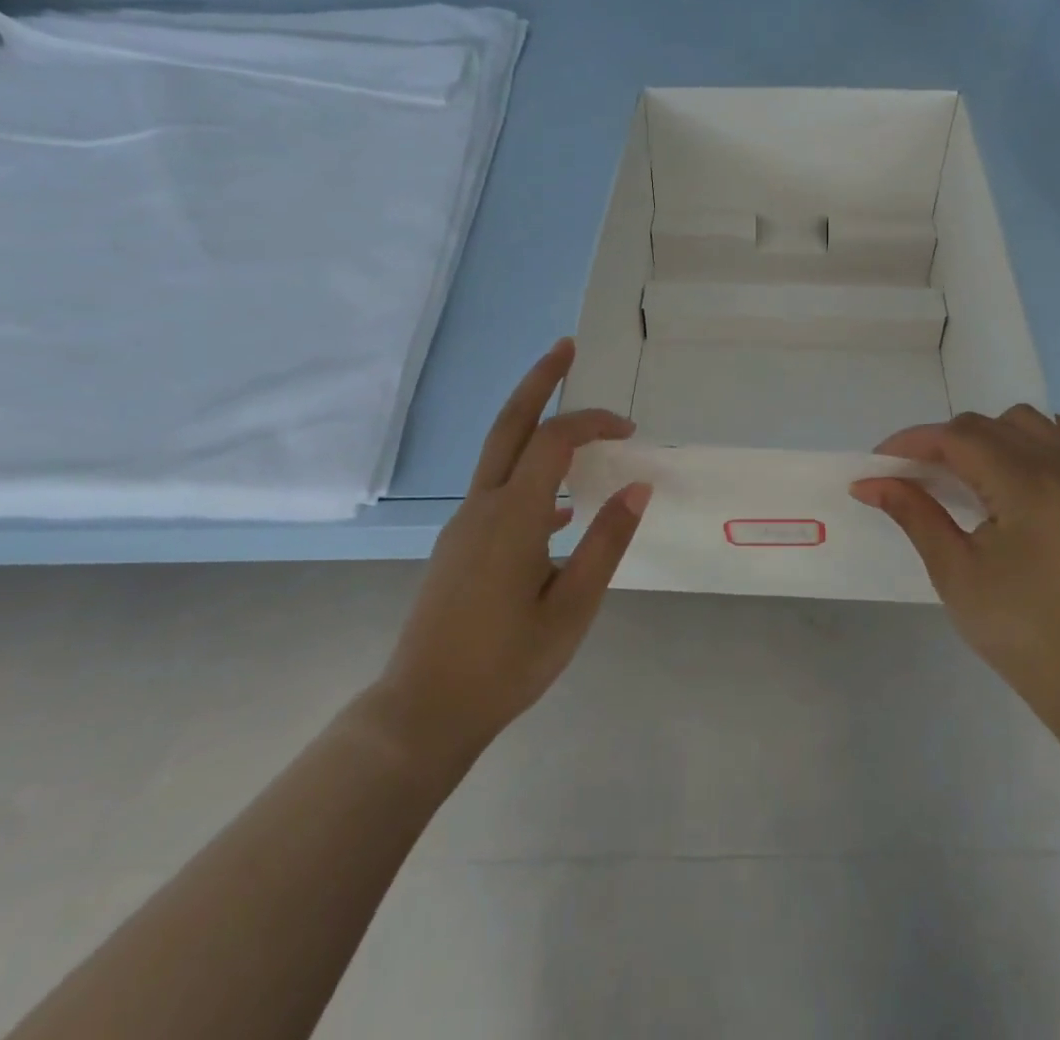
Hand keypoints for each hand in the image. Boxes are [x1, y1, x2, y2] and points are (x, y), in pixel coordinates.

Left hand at [372, 339, 649, 771]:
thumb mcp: (572, 608)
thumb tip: (636, 487)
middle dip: (539, 381)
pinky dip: (528, 473)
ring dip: (532, 422)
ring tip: (570, 417)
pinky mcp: (458, 545)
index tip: (629, 431)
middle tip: (565, 348)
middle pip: (509, 424)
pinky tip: (558, 508)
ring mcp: (464, 524)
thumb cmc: (506, 664)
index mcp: (513, 516)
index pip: (555, 441)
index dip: (592, 423)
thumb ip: (606, 543)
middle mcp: (482, 506)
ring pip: (499, 453)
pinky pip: (497, 489)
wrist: (423, 711)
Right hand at [852, 407, 1059, 728]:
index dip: (911, 442)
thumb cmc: (1017, 628)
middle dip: (941, 441)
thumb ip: (913, 513)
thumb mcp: (954, 571)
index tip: (878, 463)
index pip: (956, 438)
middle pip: (986, 425)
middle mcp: (1058, 468)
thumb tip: (868, 482)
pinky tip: (1012, 466)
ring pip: (1025, 422)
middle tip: (910, 476)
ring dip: (986, 434)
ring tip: (962, 473)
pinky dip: (1031, 439)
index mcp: (1025, 486)